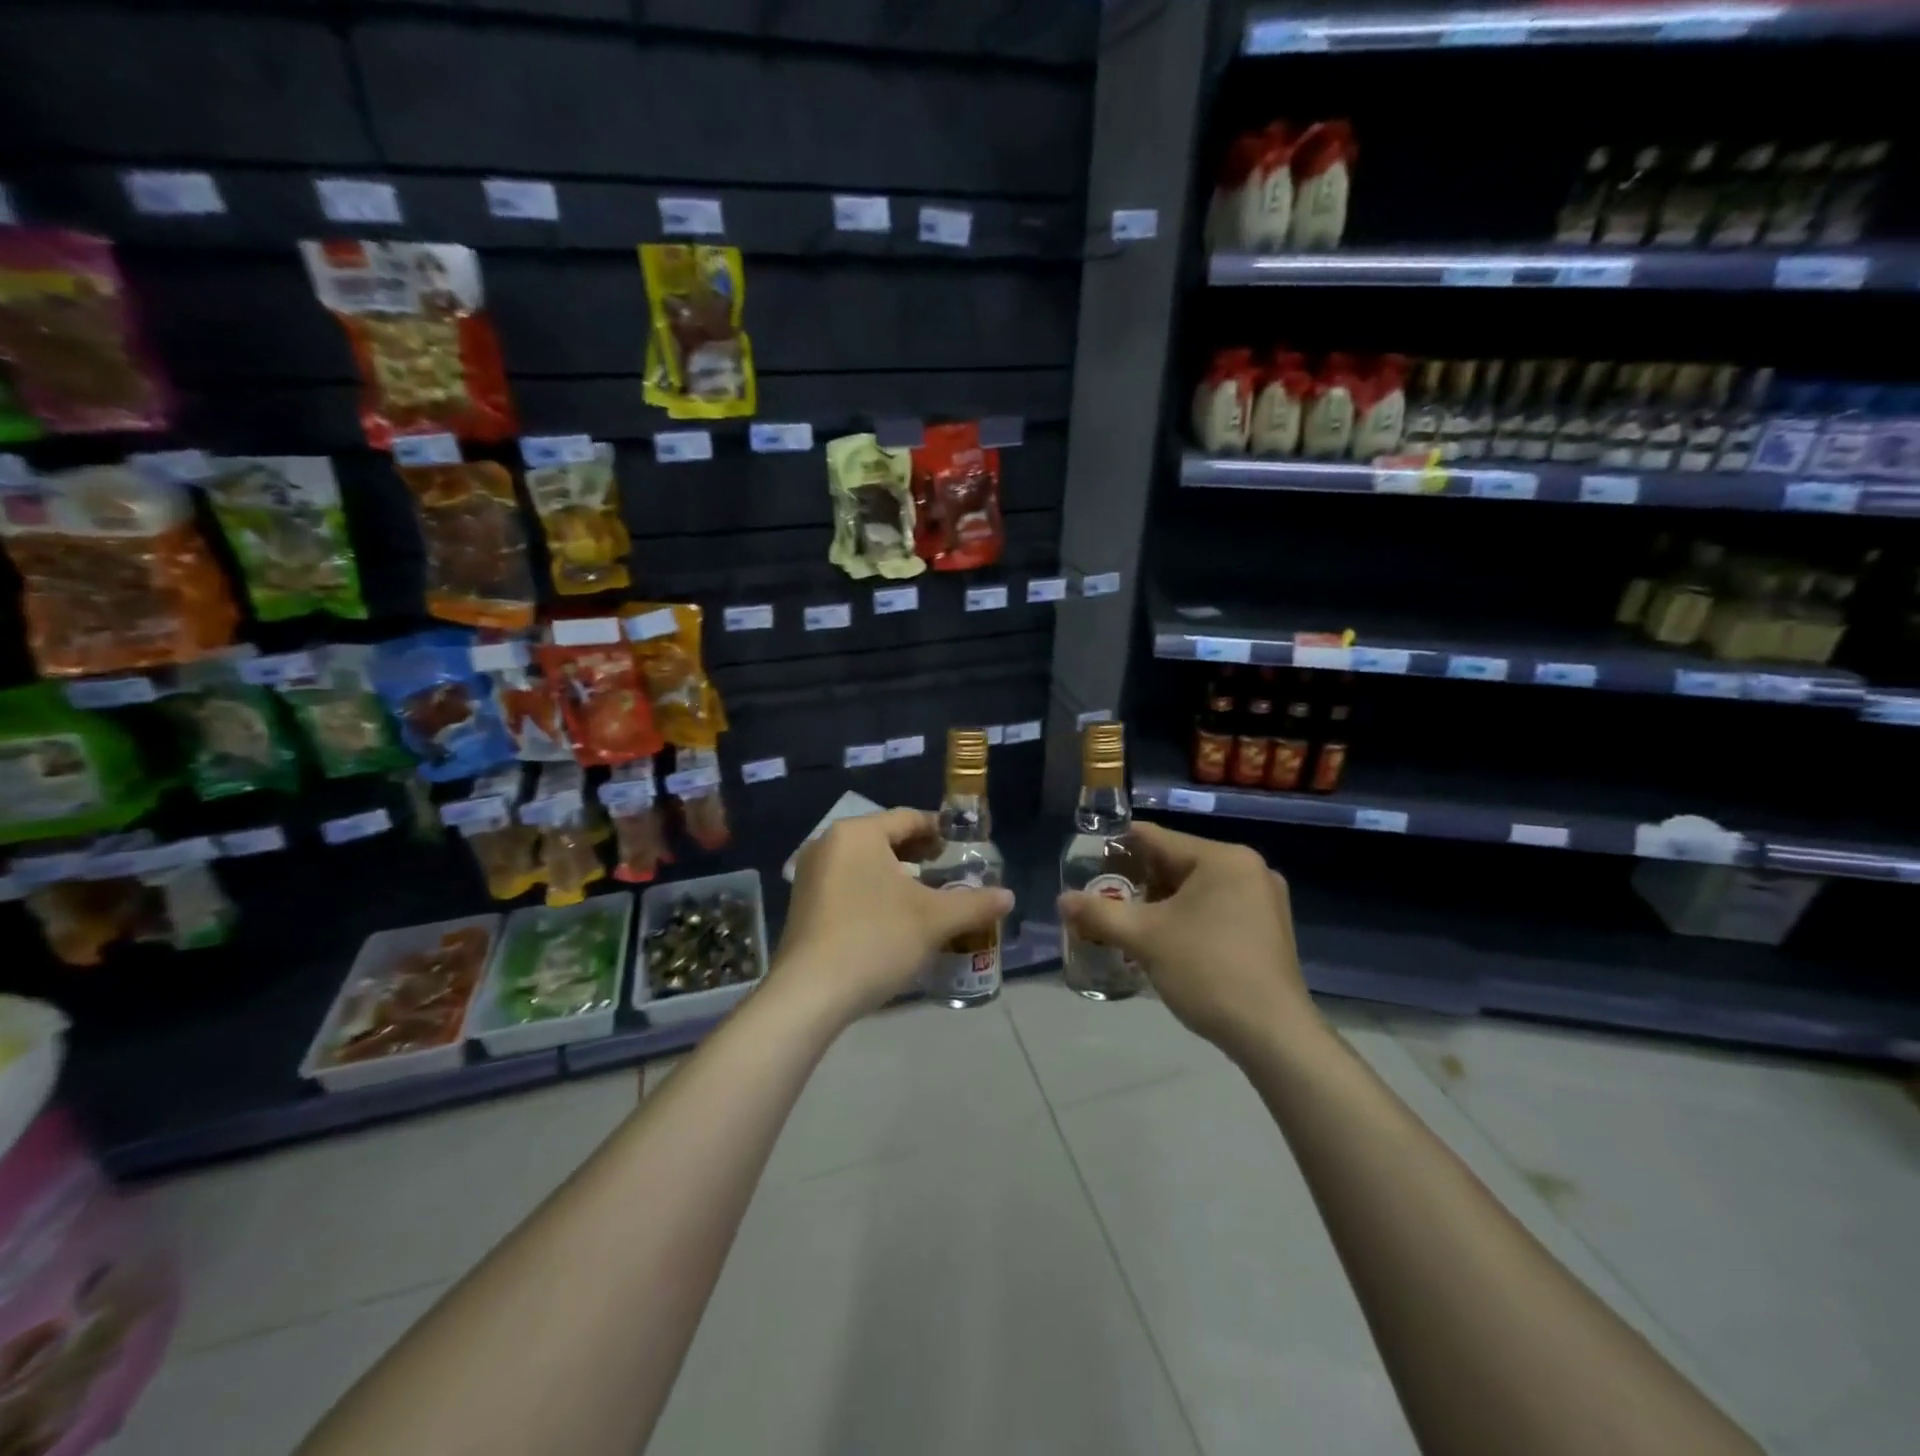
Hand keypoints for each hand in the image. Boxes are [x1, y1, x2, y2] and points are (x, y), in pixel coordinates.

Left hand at [776, 807, 1012, 1023]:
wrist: (810, 994)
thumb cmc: (875, 940)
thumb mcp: (933, 920)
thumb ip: (975, 903)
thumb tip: (1009, 897)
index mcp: (857, 833)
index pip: (908, 818)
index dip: (940, 831)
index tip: (963, 849)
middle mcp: (828, 843)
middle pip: (885, 838)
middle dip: (919, 854)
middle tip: (949, 873)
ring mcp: (811, 874)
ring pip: (865, 862)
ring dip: (897, 875)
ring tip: (925, 896)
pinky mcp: (803, 903)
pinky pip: (847, 883)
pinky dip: (873, 890)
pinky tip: (892, 917)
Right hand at [1057, 822, 1318, 1062]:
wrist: (1273, 1035)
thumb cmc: (1207, 971)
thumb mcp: (1145, 938)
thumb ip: (1099, 913)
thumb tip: (1062, 899)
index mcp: (1223, 858)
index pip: (1156, 838)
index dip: (1116, 847)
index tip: (1086, 862)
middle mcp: (1248, 868)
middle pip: (1177, 863)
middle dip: (1137, 881)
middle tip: (1101, 898)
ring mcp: (1263, 900)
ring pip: (1195, 889)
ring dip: (1159, 902)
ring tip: (1124, 920)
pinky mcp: (1268, 929)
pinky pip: (1215, 908)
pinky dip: (1186, 917)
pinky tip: (1163, 940)